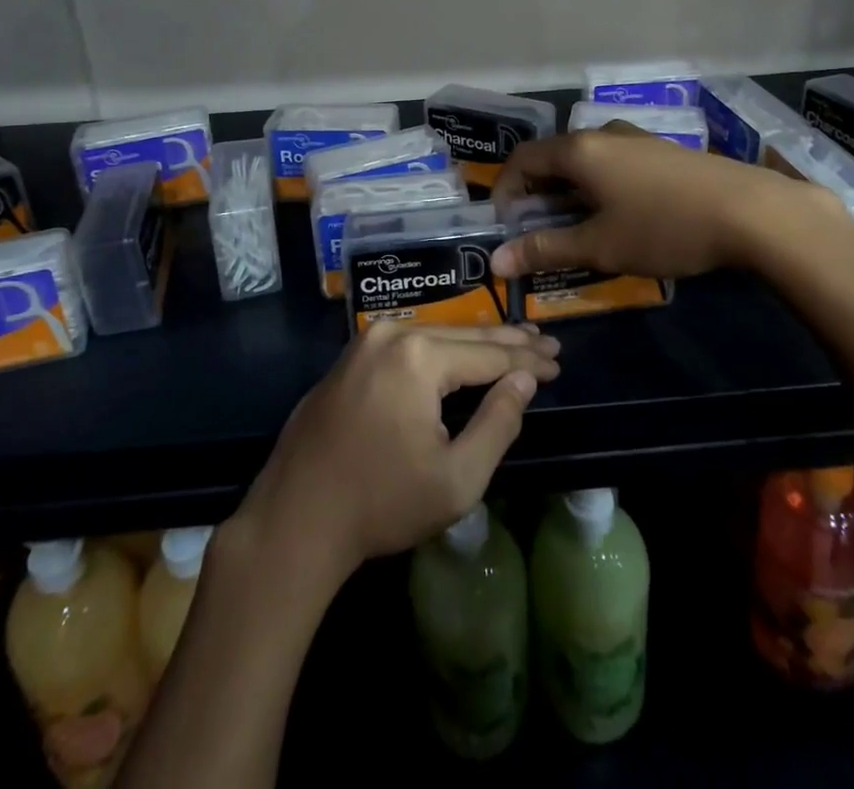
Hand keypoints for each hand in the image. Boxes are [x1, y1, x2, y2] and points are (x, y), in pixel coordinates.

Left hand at [235, 323, 560, 584]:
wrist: (293, 519)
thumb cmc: (380, 504)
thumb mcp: (456, 478)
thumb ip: (498, 422)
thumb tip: (524, 379)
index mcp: (418, 356)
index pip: (488, 352)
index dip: (527, 358)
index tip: (559, 361)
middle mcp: (392, 334)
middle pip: (463, 335)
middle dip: (508, 341)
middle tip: (547, 342)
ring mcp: (365, 343)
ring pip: (435, 336)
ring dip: (475, 343)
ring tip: (514, 341)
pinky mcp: (350, 358)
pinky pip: (408, 345)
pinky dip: (441, 351)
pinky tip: (461, 355)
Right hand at [488, 124, 851, 279]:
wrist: (751, 211)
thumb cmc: (664, 227)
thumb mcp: (600, 245)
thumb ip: (546, 249)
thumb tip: (497, 262)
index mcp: (580, 150)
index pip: (523, 158)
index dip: (505, 189)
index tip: (507, 224)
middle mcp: (604, 134)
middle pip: (555, 157)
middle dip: (539, 194)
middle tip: (540, 232)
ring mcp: (638, 139)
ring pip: (588, 161)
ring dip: (571, 191)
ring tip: (579, 228)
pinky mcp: (665, 151)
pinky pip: (615, 163)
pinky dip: (600, 186)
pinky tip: (621, 216)